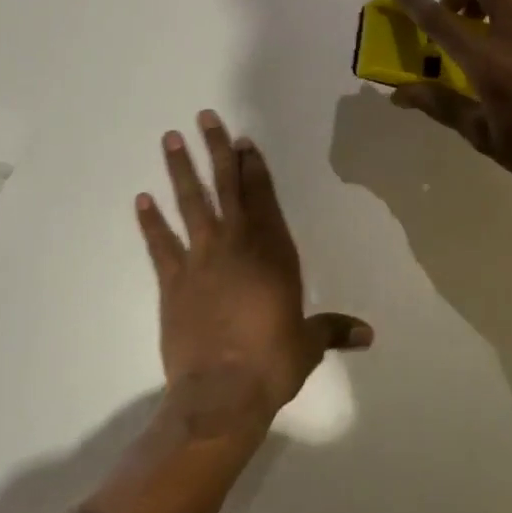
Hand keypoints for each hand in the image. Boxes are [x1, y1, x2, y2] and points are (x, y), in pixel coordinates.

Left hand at [137, 111, 372, 435]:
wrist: (222, 394)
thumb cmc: (272, 363)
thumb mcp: (308, 345)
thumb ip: (334, 330)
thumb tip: (369, 335)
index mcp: (272, 251)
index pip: (263, 196)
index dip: (253, 166)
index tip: (242, 140)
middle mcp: (237, 244)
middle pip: (227, 187)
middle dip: (216, 150)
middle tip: (204, 118)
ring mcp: (201, 259)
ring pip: (190, 203)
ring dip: (180, 170)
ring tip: (170, 139)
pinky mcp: (172, 281)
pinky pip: (159, 244)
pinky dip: (150, 221)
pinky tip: (141, 199)